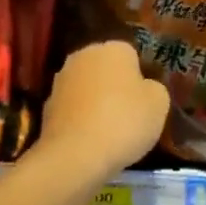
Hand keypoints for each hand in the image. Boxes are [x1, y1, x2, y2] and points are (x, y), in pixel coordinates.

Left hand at [34, 41, 169, 179]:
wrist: (76, 155)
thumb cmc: (124, 122)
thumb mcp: (159, 104)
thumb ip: (154, 88)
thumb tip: (144, 88)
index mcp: (113, 48)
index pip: (131, 54)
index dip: (140, 76)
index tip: (144, 99)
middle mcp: (83, 56)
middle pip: (105, 68)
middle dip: (114, 85)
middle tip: (128, 112)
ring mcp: (60, 80)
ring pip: (86, 87)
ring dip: (95, 101)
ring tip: (108, 130)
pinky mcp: (46, 106)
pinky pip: (72, 108)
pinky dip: (80, 118)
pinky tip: (89, 139)